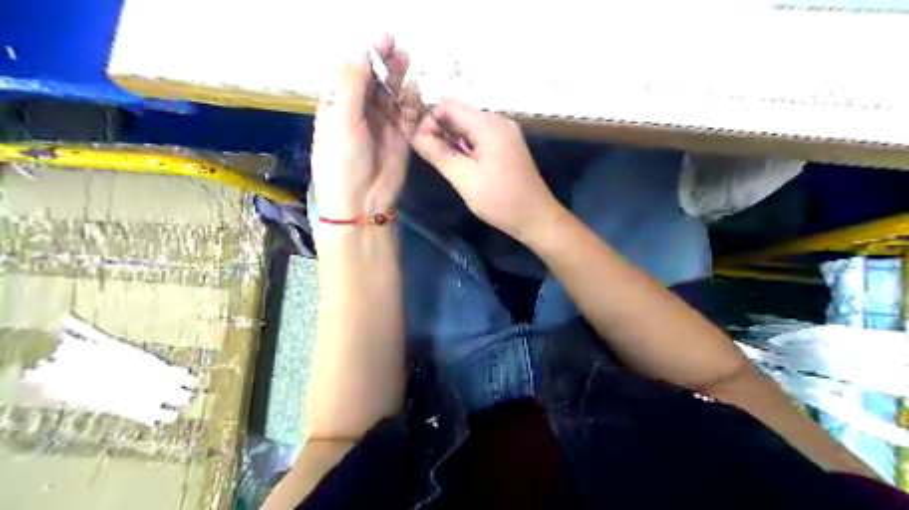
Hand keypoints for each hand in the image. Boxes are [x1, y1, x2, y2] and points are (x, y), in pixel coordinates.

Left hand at [309, 37, 415, 218]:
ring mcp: (382, 126)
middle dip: (384, 64)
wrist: (362, 201)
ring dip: (398, 79)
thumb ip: (353, 85)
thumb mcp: (342, 120)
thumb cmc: (343, 161)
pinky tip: (414, 90)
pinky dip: (411, 102)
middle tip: (395, 47)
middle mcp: (360, 113)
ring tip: (406, 60)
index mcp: (338, 107)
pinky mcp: (401, 139)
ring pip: (392, 96)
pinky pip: (407, 116)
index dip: (364, 58)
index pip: (351, 75)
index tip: (377, 43)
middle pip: (374, 83)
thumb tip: (361, 53)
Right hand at [413, 100, 560, 243]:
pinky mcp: (507, 147)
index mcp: (488, 124)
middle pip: (459, 115)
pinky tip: (460, 165)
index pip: (449, 106)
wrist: (536, 218)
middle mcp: (498, 122)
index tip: (419, 144)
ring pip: (469, 128)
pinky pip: (480, 138)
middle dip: (439, 130)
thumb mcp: (464, 178)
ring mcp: (505, 134)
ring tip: (442, 163)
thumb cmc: (500, 199)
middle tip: (427, 155)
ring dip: (452, 140)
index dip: (429, 120)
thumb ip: (438, 153)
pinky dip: (466, 147)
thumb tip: (415, 134)